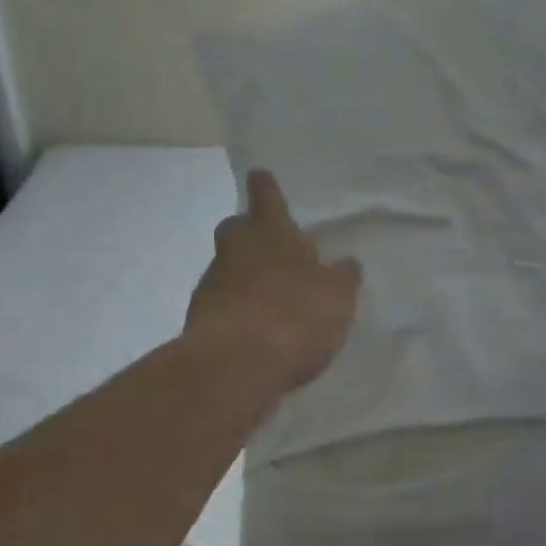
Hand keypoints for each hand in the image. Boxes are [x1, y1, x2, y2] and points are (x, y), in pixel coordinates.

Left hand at [186, 170, 362, 393]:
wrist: (233, 367)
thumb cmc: (294, 317)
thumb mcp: (337, 297)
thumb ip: (342, 277)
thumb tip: (347, 263)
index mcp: (272, 233)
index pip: (267, 196)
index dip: (266, 187)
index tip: (261, 177)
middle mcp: (236, 250)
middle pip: (237, 228)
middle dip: (250, 231)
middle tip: (272, 246)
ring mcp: (212, 283)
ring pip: (228, 266)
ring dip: (245, 275)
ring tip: (273, 299)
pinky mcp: (198, 319)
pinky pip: (222, 302)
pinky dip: (236, 309)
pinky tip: (256, 329)